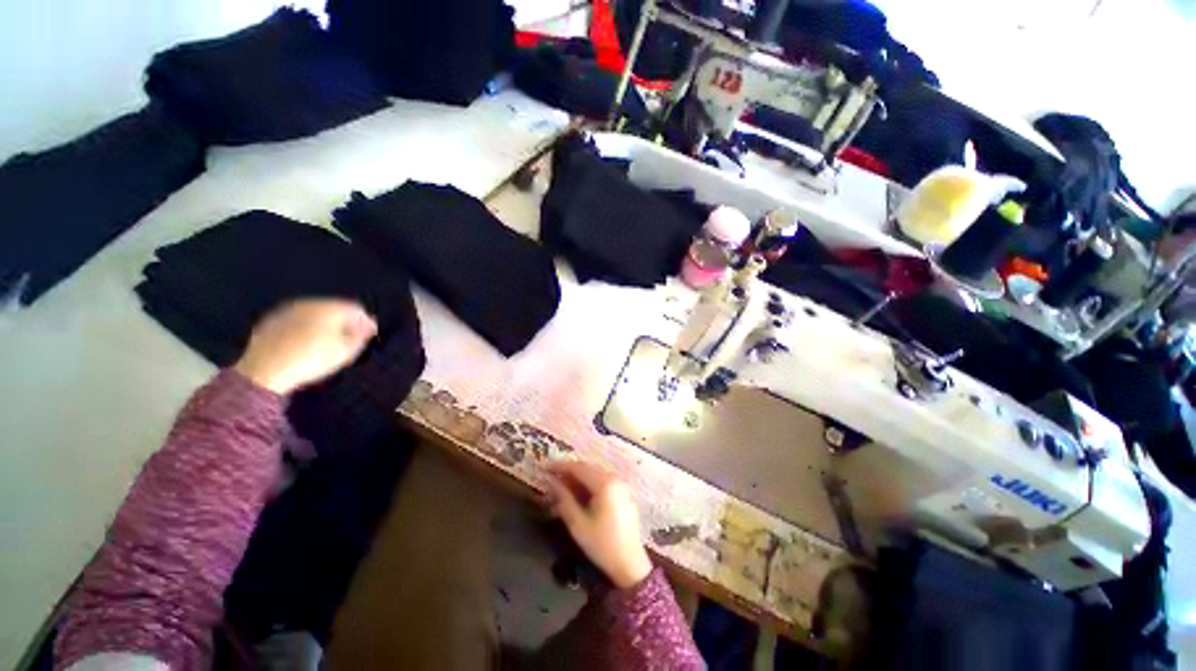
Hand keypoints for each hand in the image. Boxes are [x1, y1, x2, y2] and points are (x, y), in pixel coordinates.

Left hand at [234, 299, 377, 393]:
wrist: (265, 370)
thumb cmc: (313, 359)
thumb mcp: (346, 351)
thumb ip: (361, 336)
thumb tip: (368, 326)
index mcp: (330, 308)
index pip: (356, 309)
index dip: (366, 322)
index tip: (370, 335)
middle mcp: (309, 303)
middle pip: (335, 308)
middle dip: (345, 321)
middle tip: (349, 338)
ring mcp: (288, 310)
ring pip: (315, 313)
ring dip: (325, 323)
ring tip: (328, 341)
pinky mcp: (271, 320)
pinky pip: (297, 319)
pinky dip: (306, 327)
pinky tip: (306, 342)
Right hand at [544, 461, 652, 588]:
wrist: (630, 565)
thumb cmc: (602, 545)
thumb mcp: (578, 524)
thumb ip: (564, 499)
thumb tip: (551, 482)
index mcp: (604, 483)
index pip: (579, 468)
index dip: (560, 466)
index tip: (544, 467)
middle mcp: (614, 479)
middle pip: (588, 468)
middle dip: (569, 471)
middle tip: (551, 477)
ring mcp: (620, 485)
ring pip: (595, 474)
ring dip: (578, 477)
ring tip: (561, 486)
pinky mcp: (623, 494)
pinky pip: (602, 481)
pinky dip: (589, 484)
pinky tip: (578, 493)